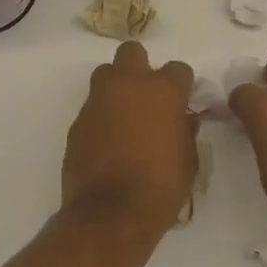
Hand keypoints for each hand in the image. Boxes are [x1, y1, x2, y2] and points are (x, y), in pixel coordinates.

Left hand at [63, 40, 197, 233]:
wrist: (110, 214)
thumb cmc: (161, 187)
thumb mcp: (189, 160)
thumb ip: (186, 130)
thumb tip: (183, 118)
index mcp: (163, 90)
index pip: (179, 69)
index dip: (181, 85)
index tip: (181, 102)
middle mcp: (129, 85)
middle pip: (132, 52)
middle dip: (140, 68)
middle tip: (147, 96)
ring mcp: (98, 100)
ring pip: (106, 74)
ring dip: (116, 87)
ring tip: (124, 114)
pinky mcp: (77, 121)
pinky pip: (92, 106)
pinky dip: (101, 116)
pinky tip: (108, 140)